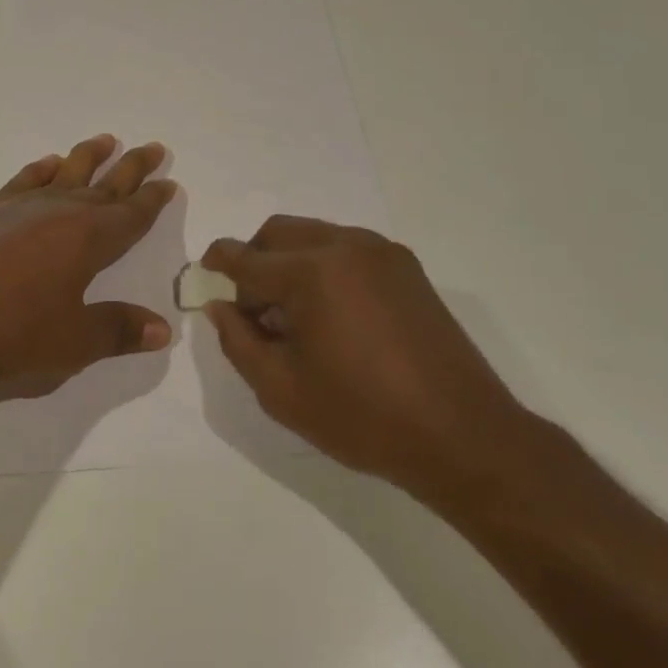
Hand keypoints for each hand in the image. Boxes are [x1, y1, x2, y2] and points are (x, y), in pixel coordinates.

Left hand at [0, 135, 176, 386]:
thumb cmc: (6, 327)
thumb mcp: (70, 341)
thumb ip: (117, 331)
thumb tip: (162, 328)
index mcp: (89, 239)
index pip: (132, 214)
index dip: (153, 199)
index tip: (170, 181)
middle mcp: (62, 212)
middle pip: (106, 184)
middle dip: (132, 168)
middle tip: (154, 147)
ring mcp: (23, 207)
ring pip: (67, 173)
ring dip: (89, 156)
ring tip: (107, 139)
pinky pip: (25, 181)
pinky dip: (41, 169)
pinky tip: (48, 163)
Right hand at [200, 217, 533, 495]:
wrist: (462, 435)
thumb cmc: (363, 417)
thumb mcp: (282, 391)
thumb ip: (238, 342)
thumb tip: (220, 307)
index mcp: (311, 272)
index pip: (247, 258)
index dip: (218, 264)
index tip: (205, 275)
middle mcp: (345, 246)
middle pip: (279, 232)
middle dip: (254, 258)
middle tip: (252, 306)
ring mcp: (381, 251)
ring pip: (314, 235)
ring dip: (290, 261)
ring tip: (294, 315)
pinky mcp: (406, 266)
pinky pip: (348, 248)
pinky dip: (324, 265)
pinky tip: (333, 313)